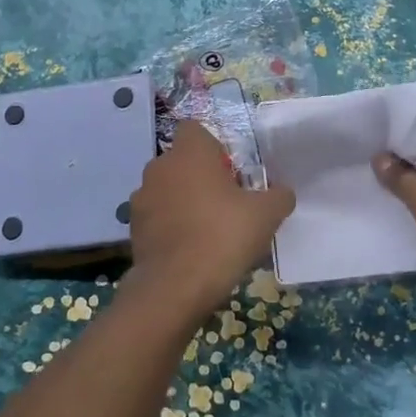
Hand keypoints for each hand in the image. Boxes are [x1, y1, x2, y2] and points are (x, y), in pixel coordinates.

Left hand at [126, 121, 294, 317]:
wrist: (175, 287)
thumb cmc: (223, 236)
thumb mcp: (267, 215)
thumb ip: (279, 196)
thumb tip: (282, 192)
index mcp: (189, 152)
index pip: (195, 129)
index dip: (214, 148)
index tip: (231, 172)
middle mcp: (159, 167)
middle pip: (182, 161)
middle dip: (201, 177)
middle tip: (227, 203)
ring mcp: (141, 198)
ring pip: (168, 189)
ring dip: (184, 201)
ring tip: (208, 231)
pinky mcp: (133, 228)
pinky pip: (157, 217)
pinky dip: (171, 226)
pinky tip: (190, 250)